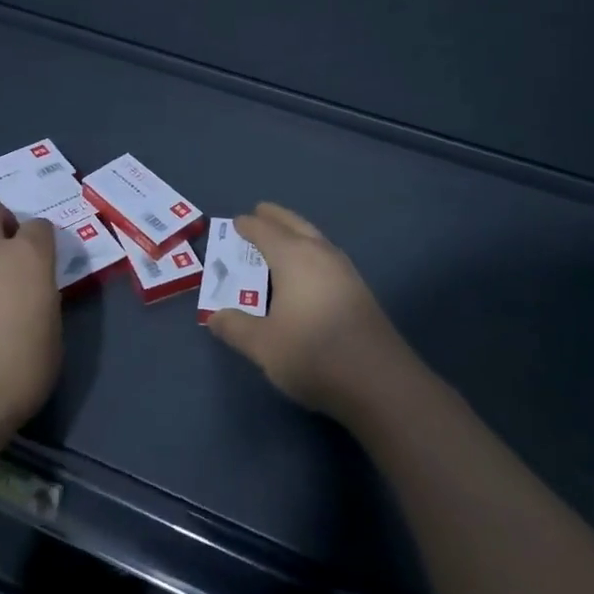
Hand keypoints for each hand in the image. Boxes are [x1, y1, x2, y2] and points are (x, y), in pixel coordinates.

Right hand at [206, 202, 412, 422]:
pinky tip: (308, 272)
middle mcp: (320, 254)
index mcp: (293, 257)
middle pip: (295, 225)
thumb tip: (214, 316)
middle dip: (276, 217)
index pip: (265, 231)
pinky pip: (327, 257)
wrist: (379, 381)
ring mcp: (345, 271)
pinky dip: (310, 252)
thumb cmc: (313, 354)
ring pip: (316, 239)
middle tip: (260, 212)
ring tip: (281, 239)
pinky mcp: (359, 291)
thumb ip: (236, 327)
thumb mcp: (263, 345)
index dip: (248, 226)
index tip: (235, 222)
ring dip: (296, 233)